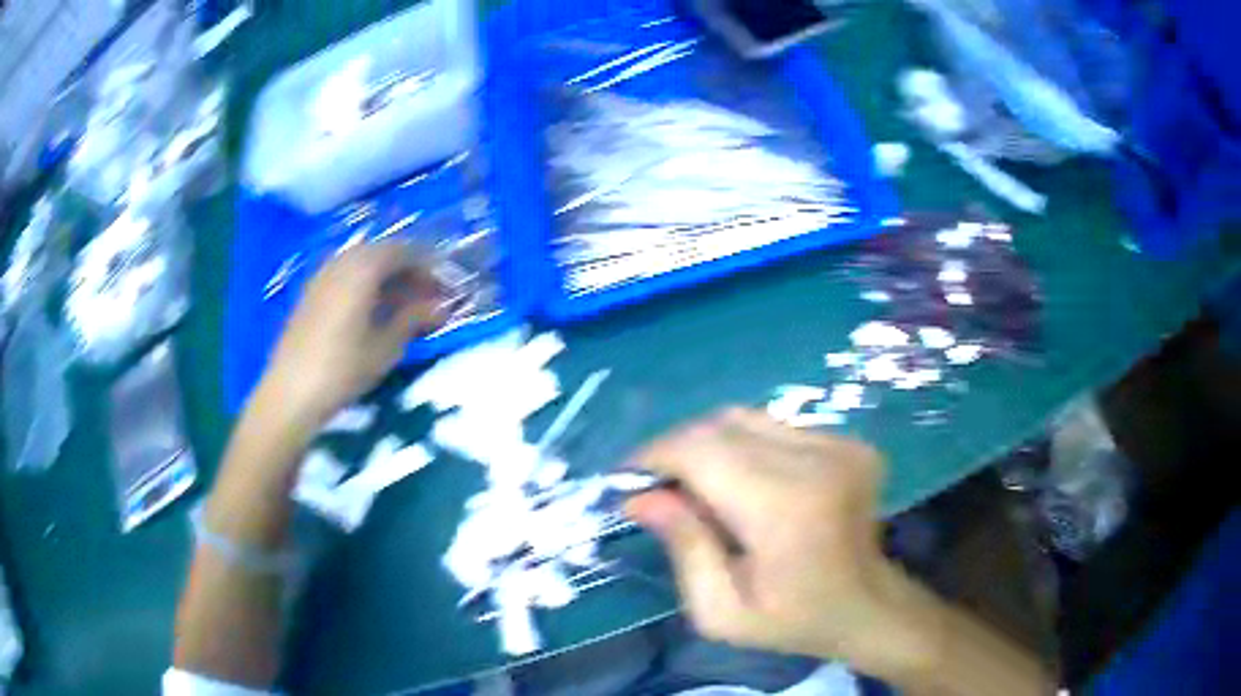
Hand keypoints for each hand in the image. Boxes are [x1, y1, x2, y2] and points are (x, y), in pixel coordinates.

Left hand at [261, 243, 442, 430]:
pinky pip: (345, 276)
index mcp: (363, 268)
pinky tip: (372, 313)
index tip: (443, 290)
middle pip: (382, 253)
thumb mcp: (386, 346)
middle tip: (426, 298)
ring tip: (402, 307)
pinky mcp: (310, 293)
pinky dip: (365, 286)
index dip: (428, 267)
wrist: (290, 392)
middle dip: (408, 271)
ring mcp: (322, 276)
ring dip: (386, 279)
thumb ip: (413, 319)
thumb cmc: (342, 369)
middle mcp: (341, 261)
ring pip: (362, 264)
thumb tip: (440, 307)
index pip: (404, 251)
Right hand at [626, 408, 937, 678]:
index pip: (701, 450)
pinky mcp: (849, 441)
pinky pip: (775, 427)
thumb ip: (682, 548)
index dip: (655, 455)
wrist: (867, 607)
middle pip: (721, 426)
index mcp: (784, 508)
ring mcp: (839, 445)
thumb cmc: (792, 620)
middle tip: (657, 486)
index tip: (626, 479)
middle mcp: (816, 461)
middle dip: (676, 449)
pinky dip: (745, 447)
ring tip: (697, 484)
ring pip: (746, 419)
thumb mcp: (720, 611)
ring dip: (709, 445)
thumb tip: (641, 495)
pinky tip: (744, 483)